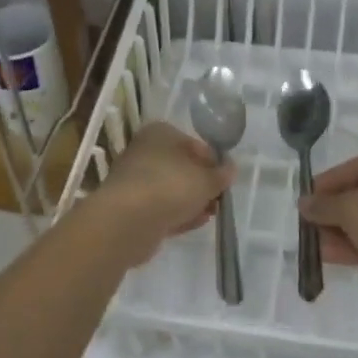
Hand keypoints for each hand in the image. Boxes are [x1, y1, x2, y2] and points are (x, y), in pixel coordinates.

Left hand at [88, 123, 233, 255]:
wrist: (127, 221)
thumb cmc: (170, 186)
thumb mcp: (206, 179)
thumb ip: (221, 175)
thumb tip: (230, 169)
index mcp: (160, 133)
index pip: (194, 143)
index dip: (213, 161)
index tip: (225, 179)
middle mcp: (144, 152)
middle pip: (181, 167)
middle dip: (202, 184)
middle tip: (219, 199)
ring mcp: (136, 181)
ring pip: (171, 190)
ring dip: (192, 201)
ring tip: (211, 214)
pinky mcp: (131, 208)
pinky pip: (161, 209)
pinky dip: (178, 215)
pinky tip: (195, 223)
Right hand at [298, 148, 357, 305]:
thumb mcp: (350, 209)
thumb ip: (323, 205)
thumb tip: (304, 203)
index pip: (352, 168)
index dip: (325, 184)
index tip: (305, 200)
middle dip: (332, 212)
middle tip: (308, 225)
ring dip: (340, 231)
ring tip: (314, 245)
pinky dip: (356, 244)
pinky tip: (330, 256)